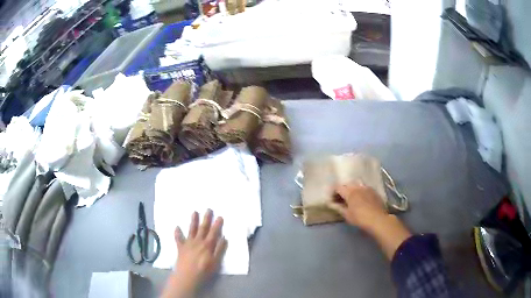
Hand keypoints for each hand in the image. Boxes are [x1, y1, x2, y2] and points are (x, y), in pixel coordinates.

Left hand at [162, 210, 226, 297]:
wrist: (187, 276)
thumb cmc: (204, 270)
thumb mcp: (216, 262)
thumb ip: (220, 249)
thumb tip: (224, 238)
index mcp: (207, 245)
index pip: (214, 232)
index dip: (217, 224)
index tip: (219, 216)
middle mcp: (198, 241)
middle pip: (203, 228)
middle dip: (206, 219)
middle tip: (208, 209)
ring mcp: (188, 244)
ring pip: (191, 230)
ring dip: (193, 221)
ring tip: (194, 212)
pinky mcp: (181, 248)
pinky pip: (178, 239)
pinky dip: (177, 233)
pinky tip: (176, 227)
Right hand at [328, 183, 411, 259]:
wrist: (378, 219)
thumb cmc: (360, 218)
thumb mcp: (347, 215)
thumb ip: (338, 208)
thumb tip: (331, 204)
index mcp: (349, 192)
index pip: (338, 187)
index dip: (333, 192)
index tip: (331, 199)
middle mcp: (357, 187)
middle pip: (347, 184)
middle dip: (342, 189)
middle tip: (340, 198)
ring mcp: (367, 188)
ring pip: (356, 184)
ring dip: (352, 188)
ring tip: (351, 197)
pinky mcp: (374, 191)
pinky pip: (364, 187)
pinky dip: (360, 190)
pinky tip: (361, 198)